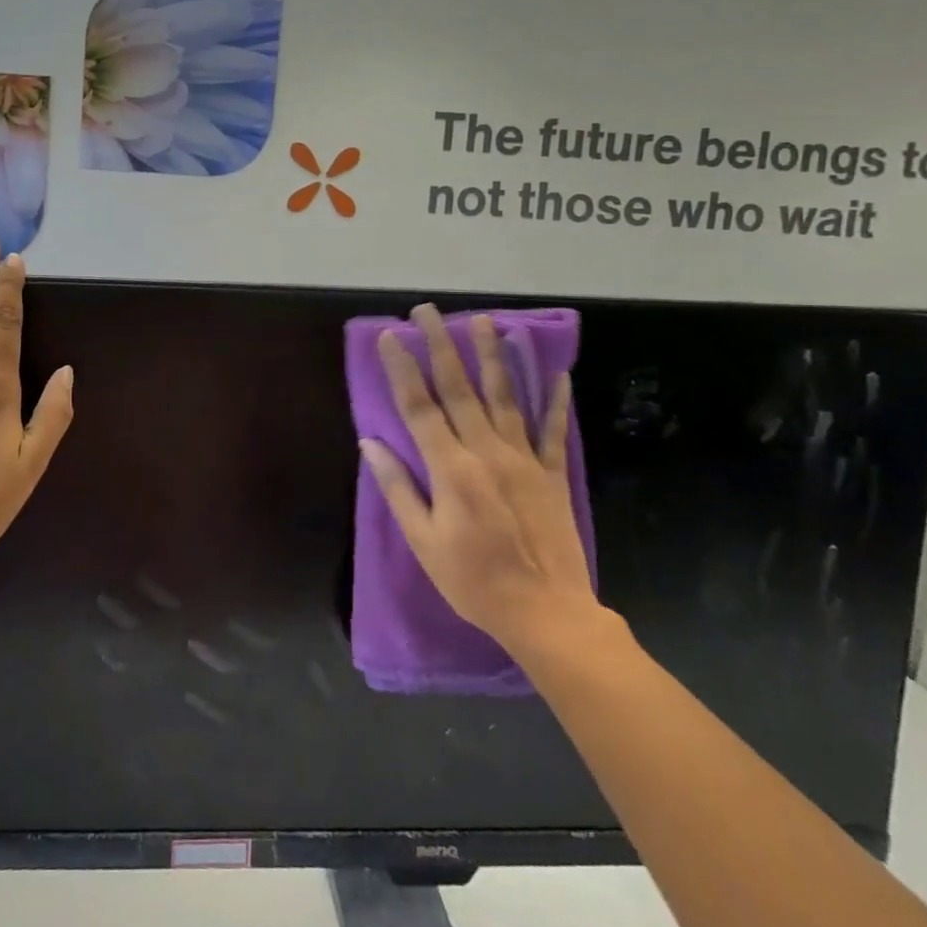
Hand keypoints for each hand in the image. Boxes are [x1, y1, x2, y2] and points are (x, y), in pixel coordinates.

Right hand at [361, 304, 608, 664]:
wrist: (547, 614)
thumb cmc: (474, 581)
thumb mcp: (423, 542)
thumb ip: (398, 488)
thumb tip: (370, 444)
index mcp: (451, 469)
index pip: (419, 407)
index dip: (403, 369)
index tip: (390, 336)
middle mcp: (487, 452)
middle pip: (460, 389)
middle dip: (442, 346)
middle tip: (429, 312)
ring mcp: (524, 460)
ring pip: (505, 396)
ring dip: (494, 356)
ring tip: (485, 321)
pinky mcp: (552, 474)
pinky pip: (552, 429)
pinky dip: (554, 399)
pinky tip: (556, 370)